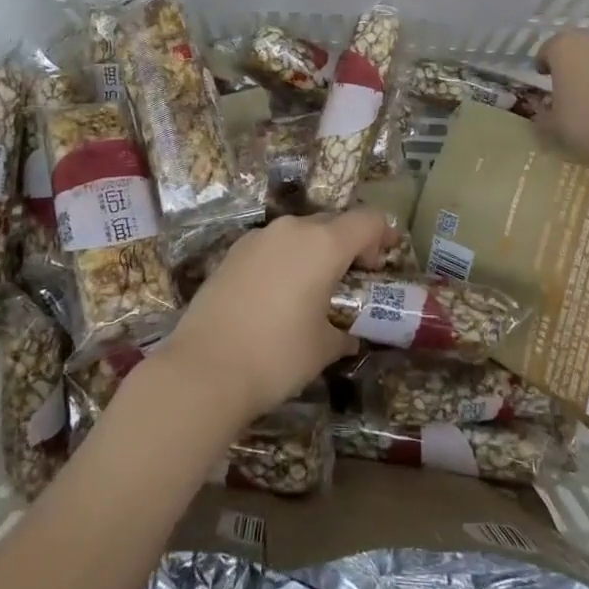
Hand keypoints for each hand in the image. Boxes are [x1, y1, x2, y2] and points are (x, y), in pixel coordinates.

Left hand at [146, 208, 395, 429]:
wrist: (204, 367)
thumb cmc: (277, 355)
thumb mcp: (323, 348)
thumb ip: (343, 333)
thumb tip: (348, 336)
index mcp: (324, 244)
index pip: (368, 220)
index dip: (383, 236)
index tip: (385, 262)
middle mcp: (292, 229)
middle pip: (333, 222)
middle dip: (349, 245)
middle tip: (354, 278)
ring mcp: (258, 237)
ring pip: (300, 232)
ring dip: (315, 251)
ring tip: (315, 288)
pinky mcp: (233, 251)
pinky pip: (272, 245)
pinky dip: (286, 259)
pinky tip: (279, 294)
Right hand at [537, 29, 588, 176]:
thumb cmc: (587, 123)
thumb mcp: (553, 125)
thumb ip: (544, 114)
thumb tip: (543, 111)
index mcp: (564, 47)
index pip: (547, 49)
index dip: (544, 65)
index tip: (543, 78)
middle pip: (578, 48)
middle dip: (573, 64)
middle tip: (570, 87)